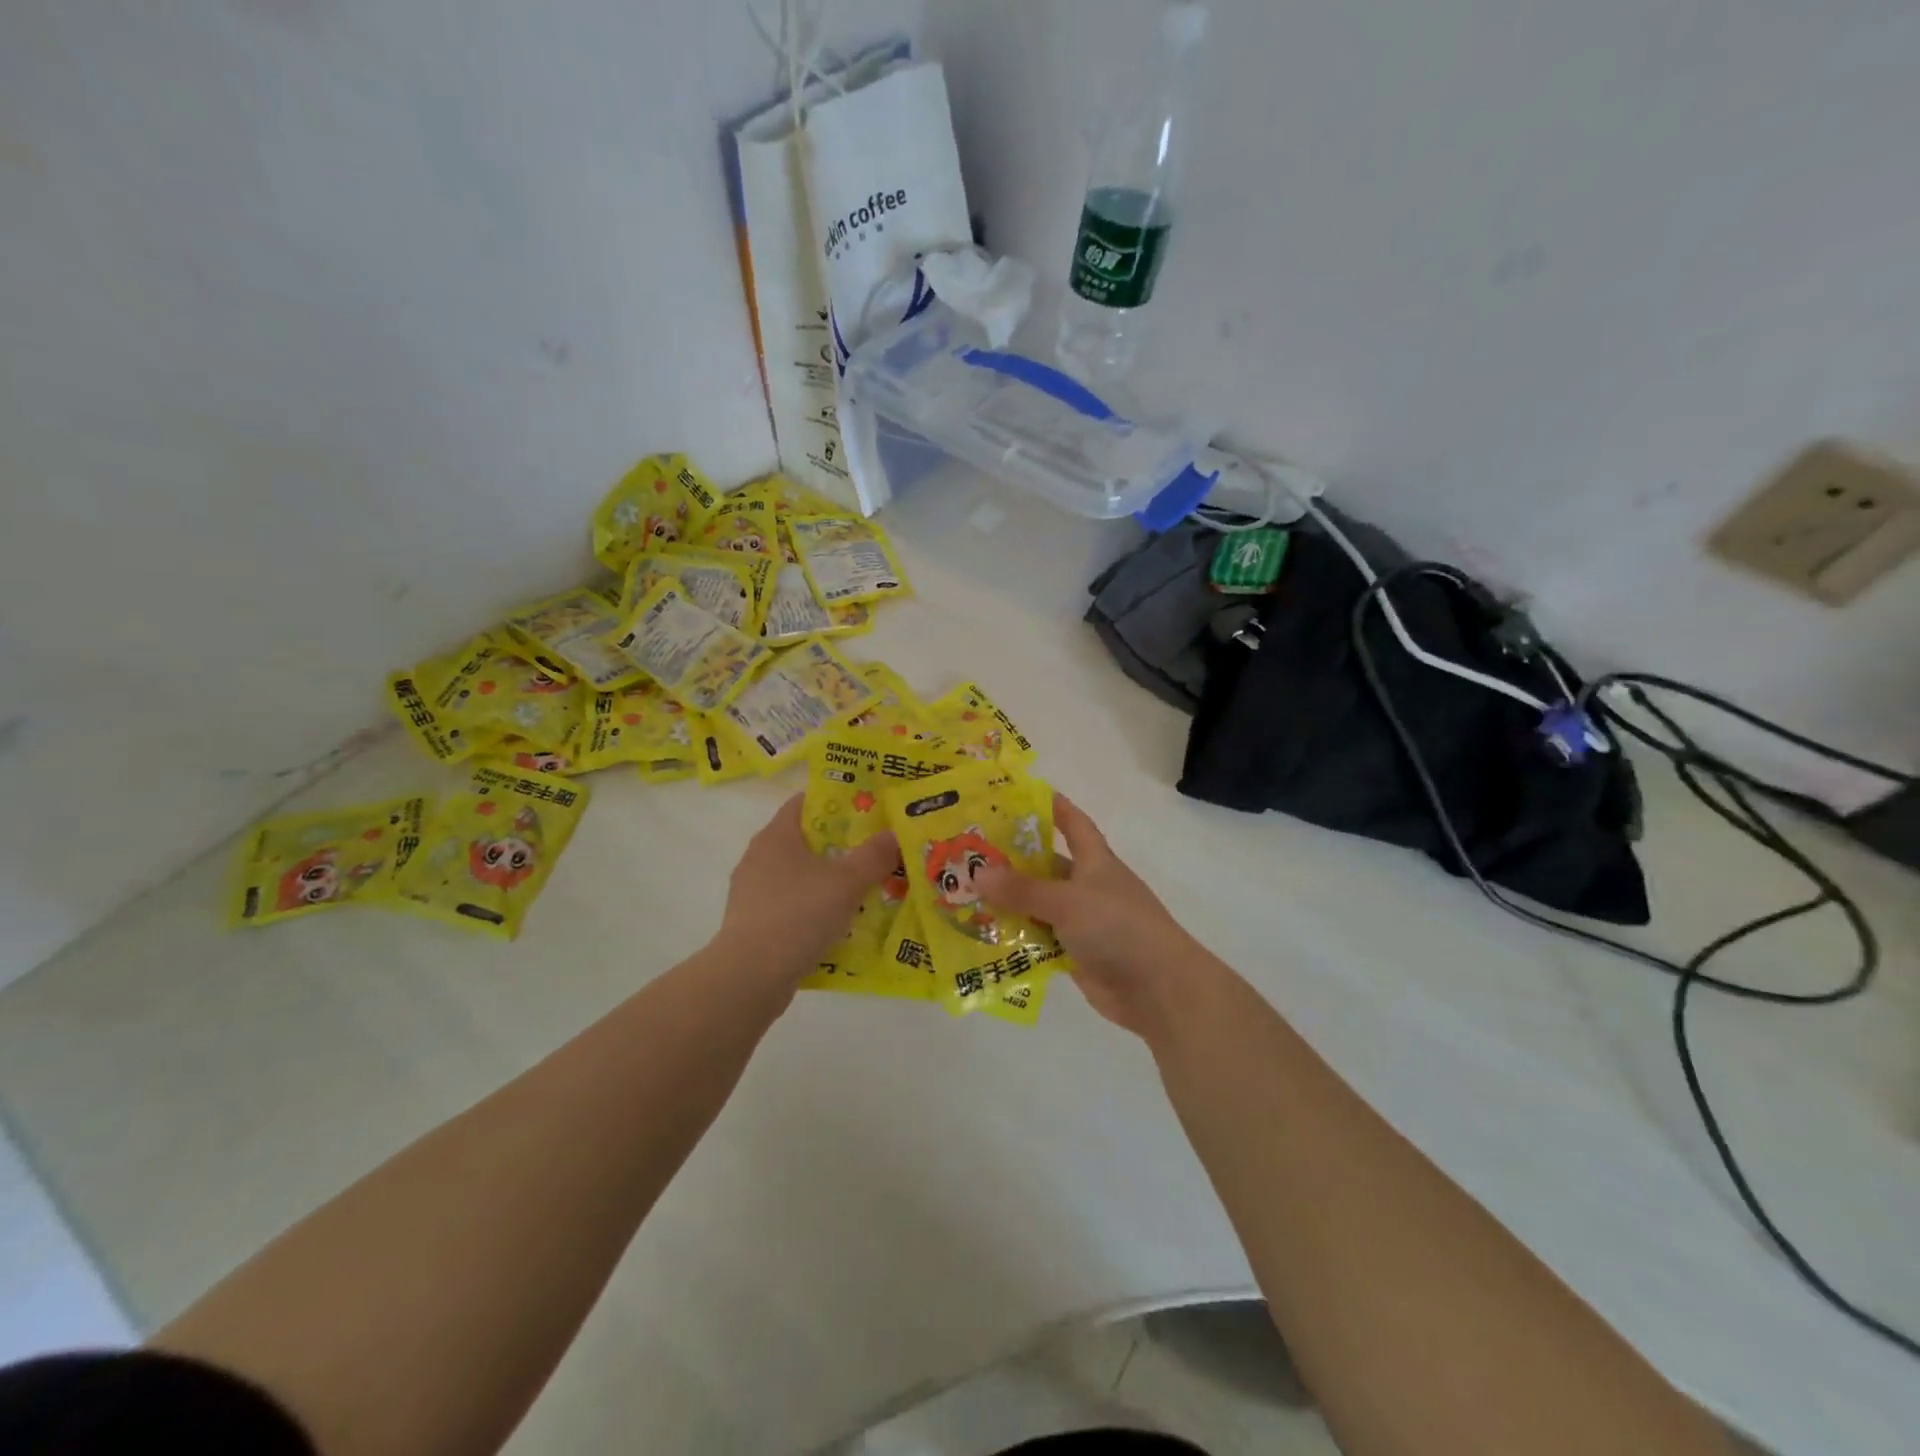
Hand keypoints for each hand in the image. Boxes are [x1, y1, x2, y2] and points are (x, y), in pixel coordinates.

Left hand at [713, 794, 898, 988]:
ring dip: (826, 881)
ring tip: (862, 892)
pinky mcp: (752, 924)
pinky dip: (812, 910)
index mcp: (776, 836)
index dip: (836, 802)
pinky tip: (837, 926)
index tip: (867, 811)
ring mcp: (752, 892)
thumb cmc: (798, 914)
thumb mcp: (847, 882)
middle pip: (805, 840)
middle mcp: (758, 857)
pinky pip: (790, 907)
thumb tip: (895, 832)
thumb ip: (874, 855)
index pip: (805, 802)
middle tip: (874, 852)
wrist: (750, 976)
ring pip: (798, 876)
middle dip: (839, 845)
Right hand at [974, 795, 1214, 1039]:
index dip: (1054, 807)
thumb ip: (1022, 889)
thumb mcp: (1067, 901)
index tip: (1024, 795)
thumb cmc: (1117, 927)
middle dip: (1014, 859)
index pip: (1075, 824)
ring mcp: (1083, 923)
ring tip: (966, 894)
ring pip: (1040, 906)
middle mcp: (1089, 887)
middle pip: (1048, 866)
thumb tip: (977, 873)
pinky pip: (1040, 940)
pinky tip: (984, 936)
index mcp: (1096, 862)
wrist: (1158, 988)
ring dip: (1010, 902)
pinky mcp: (1076, 954)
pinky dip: (1017, 937)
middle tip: (972, 852)